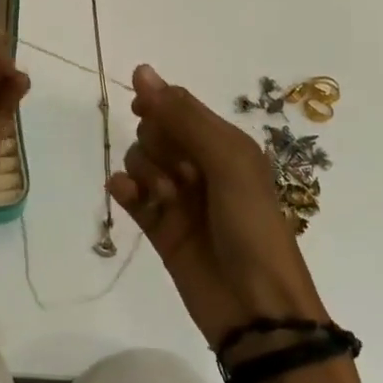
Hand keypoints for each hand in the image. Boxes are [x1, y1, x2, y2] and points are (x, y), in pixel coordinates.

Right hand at [109, 64, 326, 346]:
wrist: (258, 311)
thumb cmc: (252, 227)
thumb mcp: (227, 161)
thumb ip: (183, 116)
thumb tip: (141, 71)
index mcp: (224, 143)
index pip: (178, 105)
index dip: (157, 103)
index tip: (144, 109)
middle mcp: (199, 164)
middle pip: (155, 130)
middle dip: (158, 144)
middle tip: (181, 172)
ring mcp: (177, 196)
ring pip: (140, 159)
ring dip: (145, 171)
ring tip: (166, 199)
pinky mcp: (159, 227)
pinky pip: (130, 194)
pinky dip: (124, 189)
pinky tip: (126, 195)